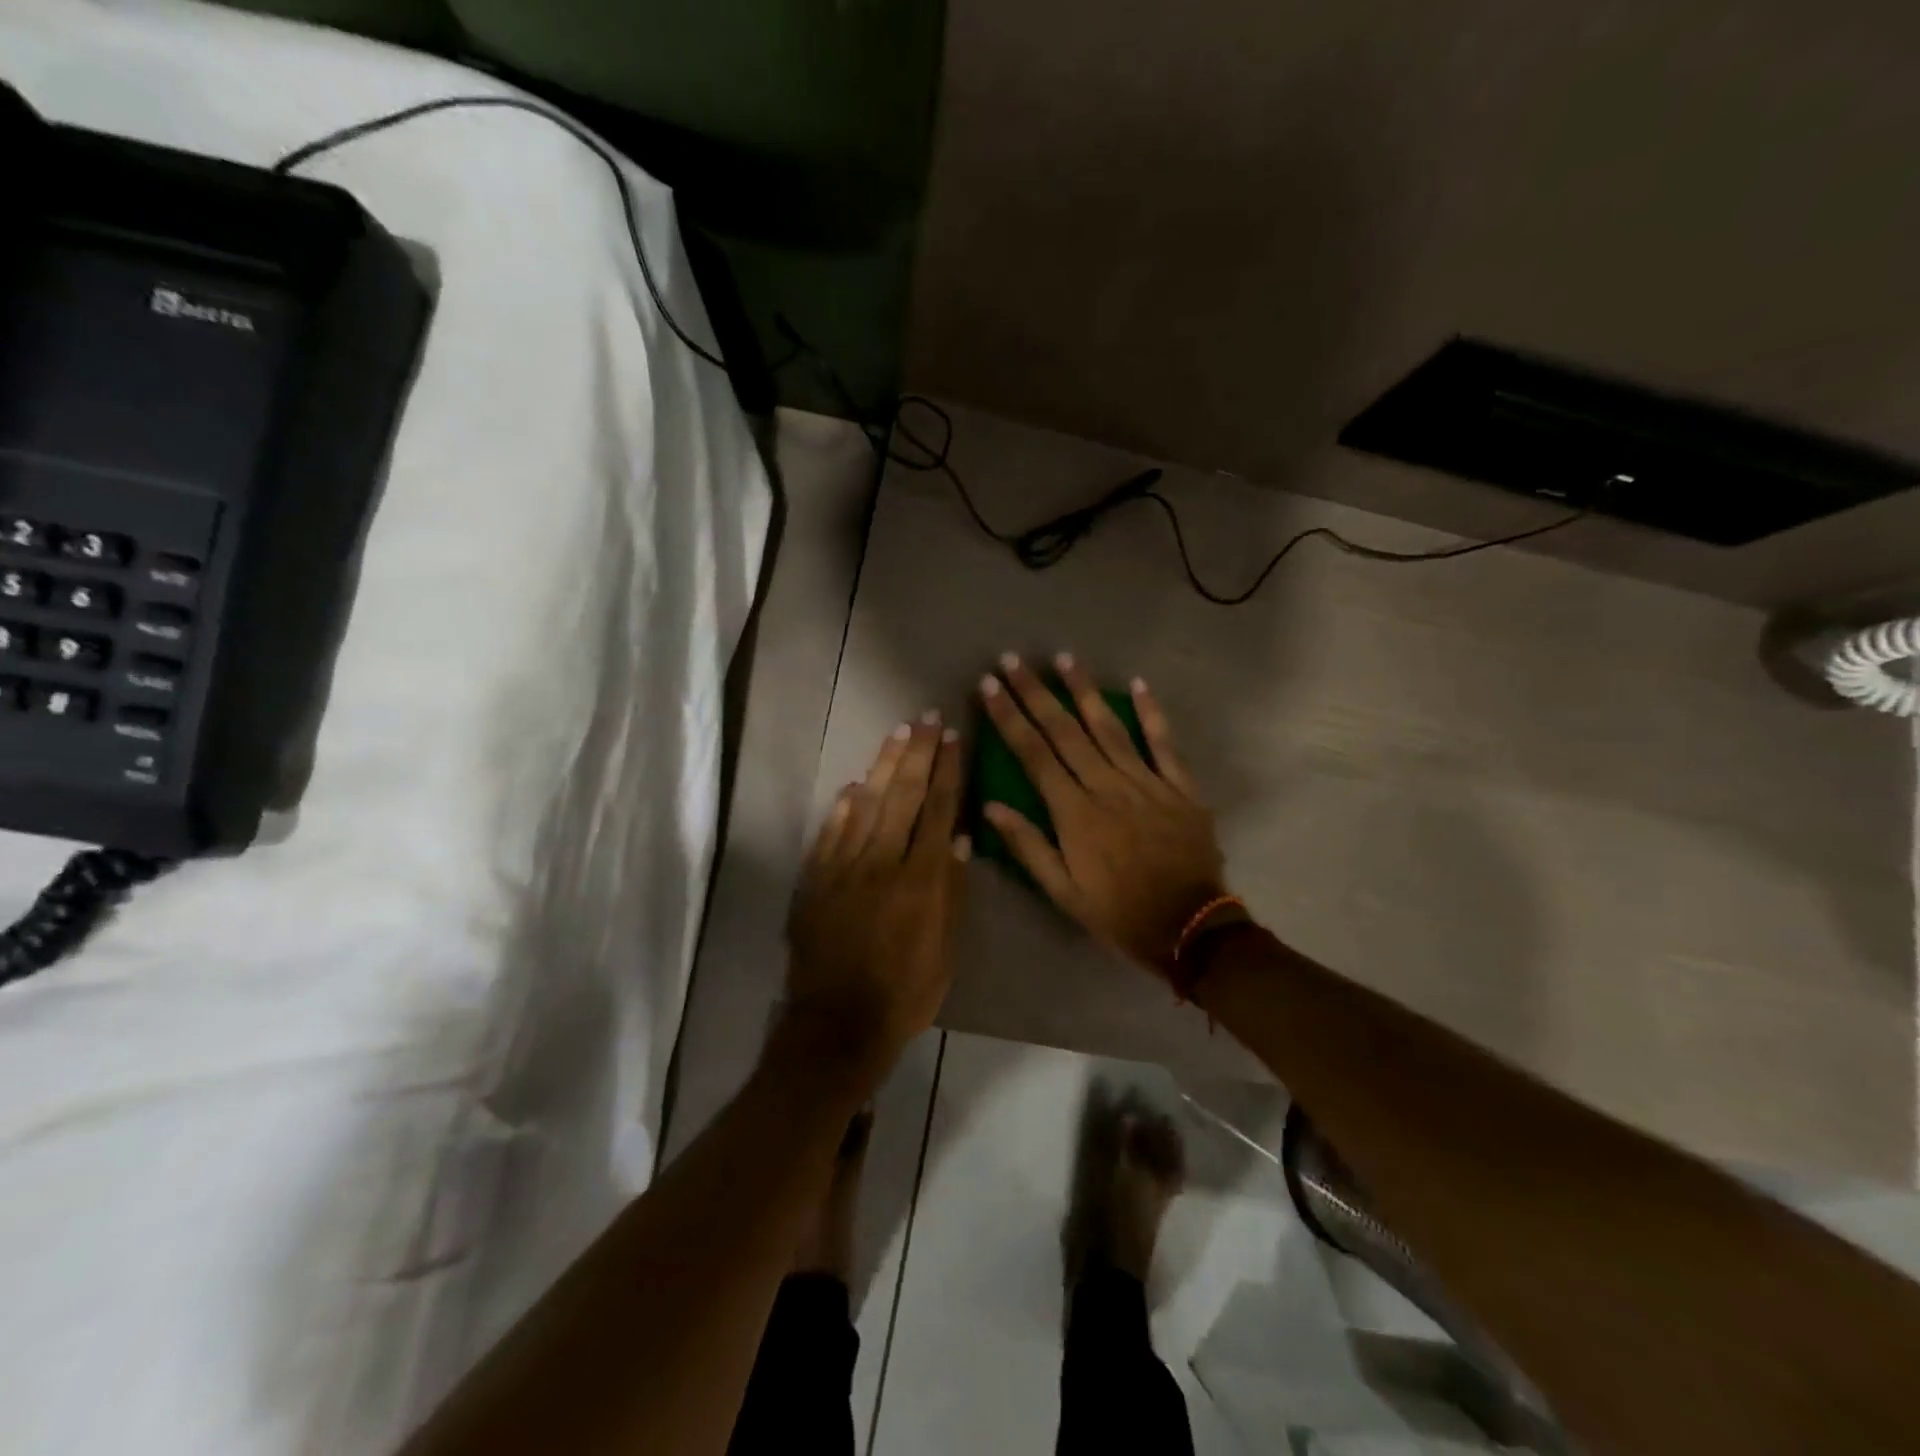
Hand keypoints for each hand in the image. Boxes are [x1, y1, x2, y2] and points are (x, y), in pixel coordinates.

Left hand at [785, 714, 970, 1080]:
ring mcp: (842, 868)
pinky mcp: (814, 881)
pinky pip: (829, 834)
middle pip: (902, 797)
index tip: (954, 738)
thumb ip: (951, 892)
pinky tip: (853, 785)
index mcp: (920, 880)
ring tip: (898, 733)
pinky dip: (842, 808)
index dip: (948, 772)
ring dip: (883, 766)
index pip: (938, 812)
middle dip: (918, 754)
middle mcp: (880, 863)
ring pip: (866, 805)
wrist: (835, 1025)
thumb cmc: (904, 994)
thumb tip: (958, 839)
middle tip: (927, 719)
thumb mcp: (944, 951)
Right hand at [979, 654, 1228, 978]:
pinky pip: (1164, 743)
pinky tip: (1138, 684)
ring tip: (1064, 659)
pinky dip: (1151, 713)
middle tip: (1013, 661)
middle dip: (1036, 693)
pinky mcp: (1180, 786)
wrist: (1189, 927)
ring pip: (1109, 727)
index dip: (1009, 717)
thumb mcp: (1064, 892)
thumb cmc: (1118, 911)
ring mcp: (1147, 782)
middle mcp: (1107, 786)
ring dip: (1084, 691)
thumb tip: (992, 806)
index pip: (1034, 754)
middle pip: (1065, 731)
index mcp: (1075, 813)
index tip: (990, 687)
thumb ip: (1028, 846)